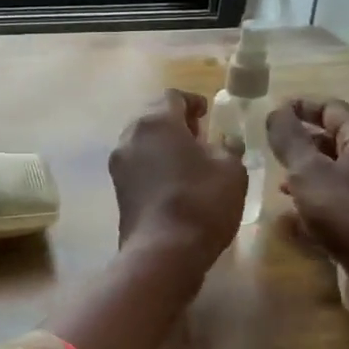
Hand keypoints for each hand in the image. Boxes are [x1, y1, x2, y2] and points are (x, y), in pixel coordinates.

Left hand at [109, 90, 246, 270]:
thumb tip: (225, 142)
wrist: (163, 251)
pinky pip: (138, 164)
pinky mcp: (117, 188)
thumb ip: (228, 147)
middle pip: (153, 117)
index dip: (193, 102)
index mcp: (156, 121)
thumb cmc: (201, 201)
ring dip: (164, 144)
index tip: (208, 114)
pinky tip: (175, 182)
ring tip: (189, 161)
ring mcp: (119, 163)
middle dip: (176, 122)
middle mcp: (130, 135)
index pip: (172, 97)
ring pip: (143, 141)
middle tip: (200, 136)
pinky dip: (154, 165)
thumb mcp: (231, 169)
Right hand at [266, 98, 348, 285]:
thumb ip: (289, 140)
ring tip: (276, 186)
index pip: (332, 110)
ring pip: (333, 177)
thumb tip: (275, 111)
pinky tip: (291, 221)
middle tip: (267, 151)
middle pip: (333, 142)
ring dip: (304, 177)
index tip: (270, 114)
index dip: (301, 107)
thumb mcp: (310, 172)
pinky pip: (337, 207)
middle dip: (301, 143)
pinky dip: (313, 207)